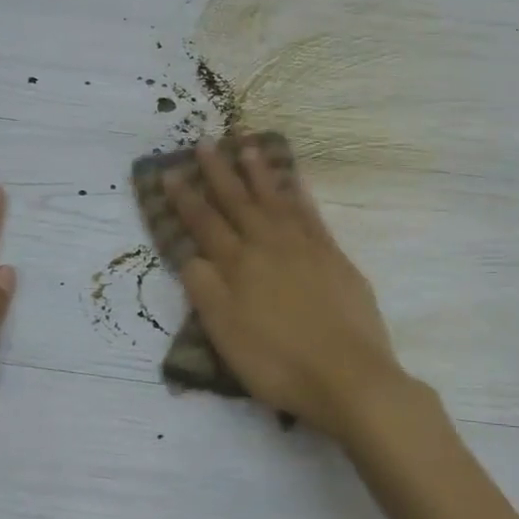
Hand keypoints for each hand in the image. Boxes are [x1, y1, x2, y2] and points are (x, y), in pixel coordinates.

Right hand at [164, 141, 409, 444]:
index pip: (205, 224)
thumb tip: (189, 254)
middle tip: (206, 142)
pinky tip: (294, 180)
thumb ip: (204, 290)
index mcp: (238, 265)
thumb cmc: (278, 362)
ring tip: (248, 147)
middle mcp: (268, 245)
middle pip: (238, 202)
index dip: (185, 199)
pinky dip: (299, 194)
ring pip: (275, 200)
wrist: (347, 375)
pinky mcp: (333, 256)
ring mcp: (305, 247)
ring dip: (259, 173)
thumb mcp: (225, 334)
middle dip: (219, 172)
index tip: (170, 173)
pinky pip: (311, 213)